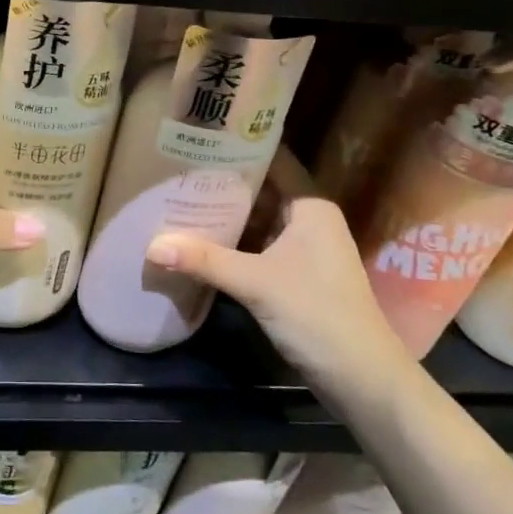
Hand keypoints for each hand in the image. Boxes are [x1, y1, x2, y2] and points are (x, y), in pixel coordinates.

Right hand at [144, 146, 410, 387]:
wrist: (361, 379)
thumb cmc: (317, 315)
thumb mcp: (256, 283)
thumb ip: (204, 261)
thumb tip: (151, 246)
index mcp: (311, 206)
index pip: (273, 160)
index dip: (239, 145)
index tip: (200, 134)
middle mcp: (309, 220)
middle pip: (261, 189)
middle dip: (221, 181)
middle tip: (176, 166)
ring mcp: (303, 249)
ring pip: (257, 219)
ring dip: (224, 213)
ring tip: (178, 196)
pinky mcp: (295, 275)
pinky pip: (257, 245)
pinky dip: (232, 241)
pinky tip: (198, 238)